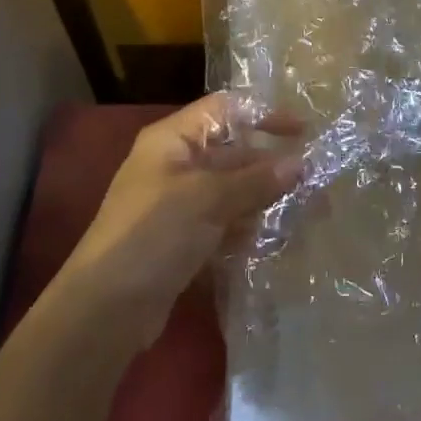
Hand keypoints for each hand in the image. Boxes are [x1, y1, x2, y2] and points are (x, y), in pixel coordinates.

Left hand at [61, 94, 303, 346]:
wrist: (105, 310)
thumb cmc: (153, 235)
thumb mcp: (207, 199)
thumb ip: (255, 180)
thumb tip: (301, 164)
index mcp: (172, 140)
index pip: (225, 110)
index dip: (264, 114)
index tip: (304, 132)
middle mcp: (176, 165)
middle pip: (233, 152)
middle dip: (273, 164)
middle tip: (315, 179)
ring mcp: (179, 204)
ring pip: (233, 190)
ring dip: (268, 198)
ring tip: (310, 211)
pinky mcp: (185, 240)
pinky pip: (226, 222)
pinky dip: (251, 226)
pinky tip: (282, 238)